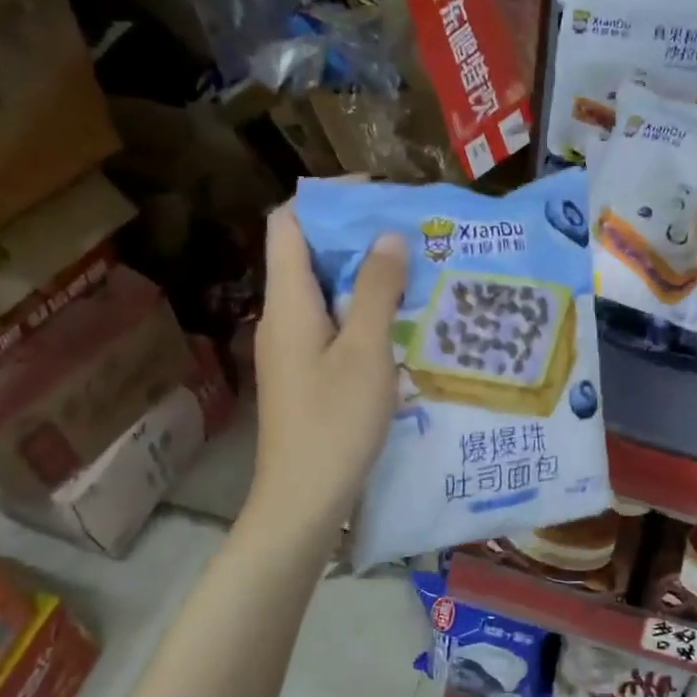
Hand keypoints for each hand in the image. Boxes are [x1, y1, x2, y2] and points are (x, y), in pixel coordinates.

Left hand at [248, 204, 407, 532]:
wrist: (304, 499)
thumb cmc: (334, 422)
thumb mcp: (365, 351)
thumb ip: (375, 290)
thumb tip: (387, 236)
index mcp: (288, 302)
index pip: (290, 223)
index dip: (328, 199)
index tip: (378, 196)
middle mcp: (282, 317)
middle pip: (309, 254)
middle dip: (356, 236)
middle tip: (411, 235)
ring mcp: (292, 348)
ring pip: (323, 291)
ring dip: (363, 275)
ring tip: (414, 271)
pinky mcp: (305, 373)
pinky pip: (331, 323)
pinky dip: (360, 310)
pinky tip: (399, 322)